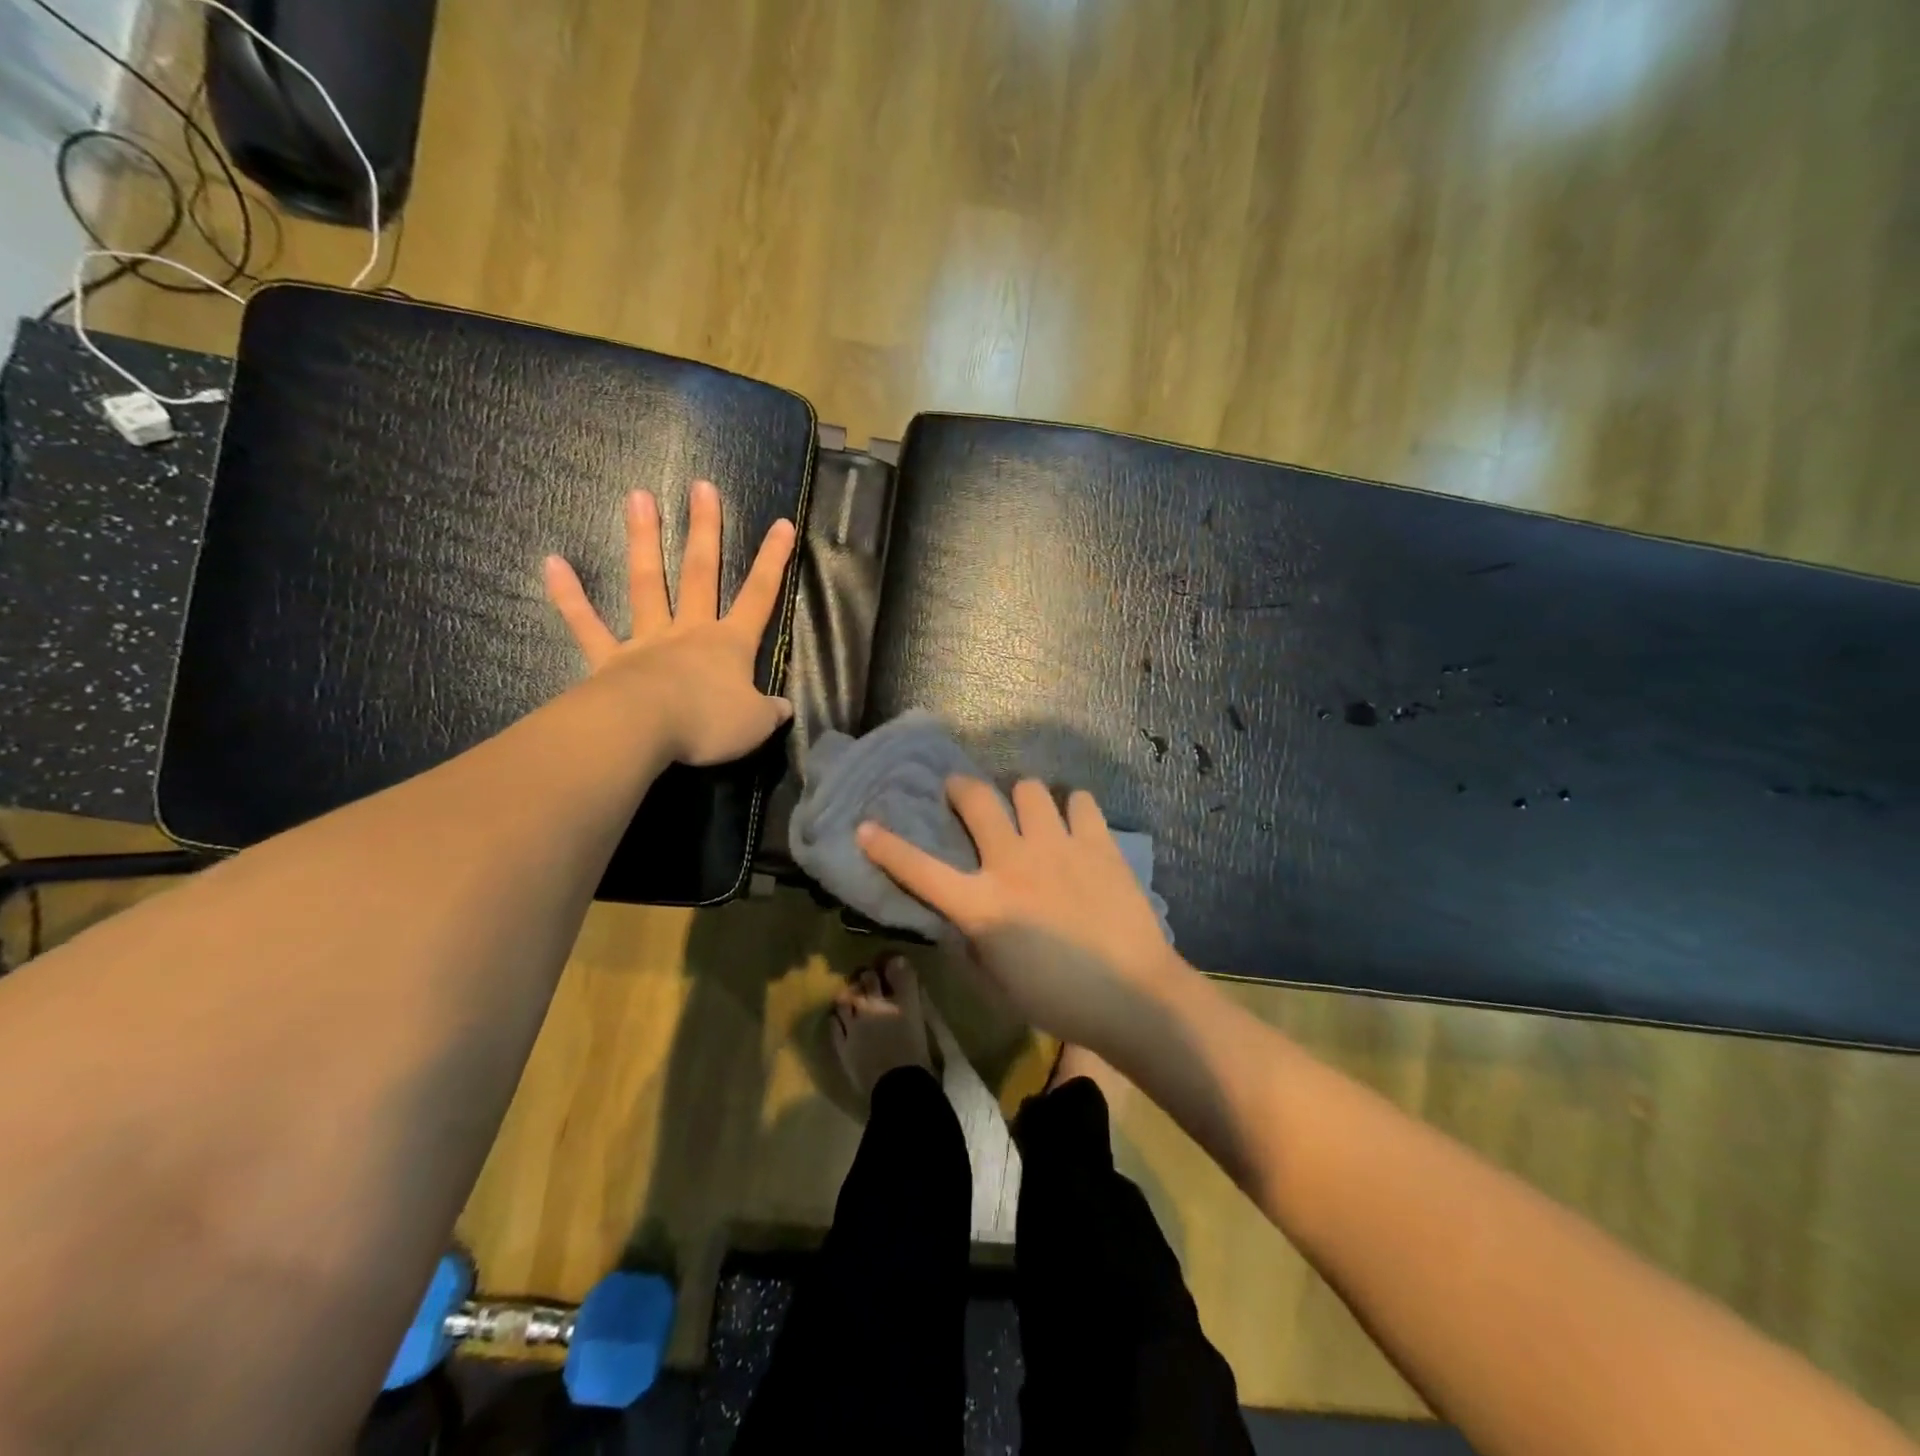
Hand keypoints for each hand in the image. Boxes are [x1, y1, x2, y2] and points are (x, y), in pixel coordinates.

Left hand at [544, 480, 796, 765]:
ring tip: (638, 496)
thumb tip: (784, 708)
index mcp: (729, 645)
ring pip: (647, 584)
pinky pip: (587, 625)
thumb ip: (770, 711)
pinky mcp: (609, 660)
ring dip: (643, 540)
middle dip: (705, 530)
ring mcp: (646, 641)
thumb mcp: (755, 724)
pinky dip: (570, 596)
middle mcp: (689, 632)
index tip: (782, 524)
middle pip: (699, 573)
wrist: (646, 731)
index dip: (773, 561)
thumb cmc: (708, 723)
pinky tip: (552, 563)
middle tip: (701, 486)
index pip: (759, 596)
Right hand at [856, 778, 1194, 1053]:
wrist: (1134, 997)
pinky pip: (1080, 801)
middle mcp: (1014, 863)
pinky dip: (1072, 809)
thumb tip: (962, 916)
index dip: (887, 847)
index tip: (866, 826)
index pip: (920, 870)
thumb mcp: (997, 983)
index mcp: (983, 905)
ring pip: (1029, 789)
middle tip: (962, 794)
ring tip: (1029, 815)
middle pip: (977, 799)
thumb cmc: (1059, 1001)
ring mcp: (1058, 847)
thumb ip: (972, 942)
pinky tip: (1075, 827)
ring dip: (1021, 798)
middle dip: (961, 788)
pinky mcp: (1098, 843)